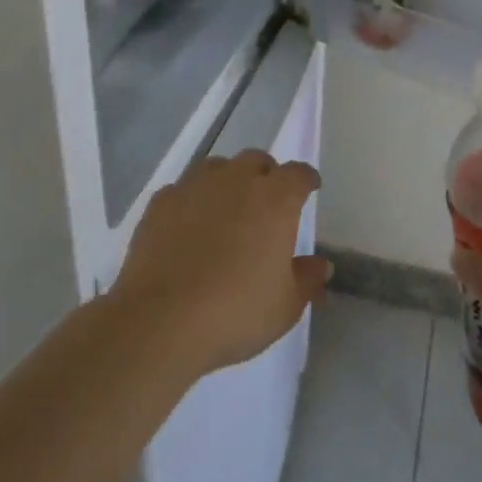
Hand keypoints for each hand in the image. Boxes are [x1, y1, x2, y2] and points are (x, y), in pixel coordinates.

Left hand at [111, 150, 331, 379]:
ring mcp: (195, 186)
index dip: (306, 179)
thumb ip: (307, 279)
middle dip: (266, 175)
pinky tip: (188, 226)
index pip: (298, 174)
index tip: (310, 188)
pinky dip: (192, 201)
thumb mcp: (285, 306)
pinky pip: (184, 189)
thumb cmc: (236, 311)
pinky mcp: (161, 201)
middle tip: (267, 202)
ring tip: (226, 209)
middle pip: (257, 160)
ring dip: (228, 181)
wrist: (161, 320)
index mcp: (275, 199)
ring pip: (218, 168)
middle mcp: (237, 180)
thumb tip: (321, 265)